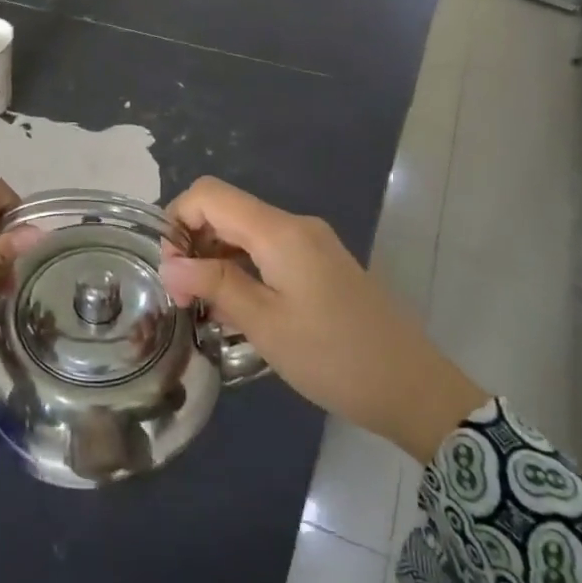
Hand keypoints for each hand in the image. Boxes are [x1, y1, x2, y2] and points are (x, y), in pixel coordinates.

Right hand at [159, 178, 489, 461]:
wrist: (413, 387)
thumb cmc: (335, 358)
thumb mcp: (266, 325)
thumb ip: (215, 286)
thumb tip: (169, 264)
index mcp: (280, 232)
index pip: (209, 195)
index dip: (178, 221)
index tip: (170, 270)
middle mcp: (295, 225)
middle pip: (226, 210)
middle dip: (194, 243)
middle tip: (184, 297)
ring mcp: (312, 243)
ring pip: (245, 232)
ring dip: (216, 260)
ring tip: (207, 309)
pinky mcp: (321, 263)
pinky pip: (268, 251)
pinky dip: (243, 269)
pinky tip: (238, 310)